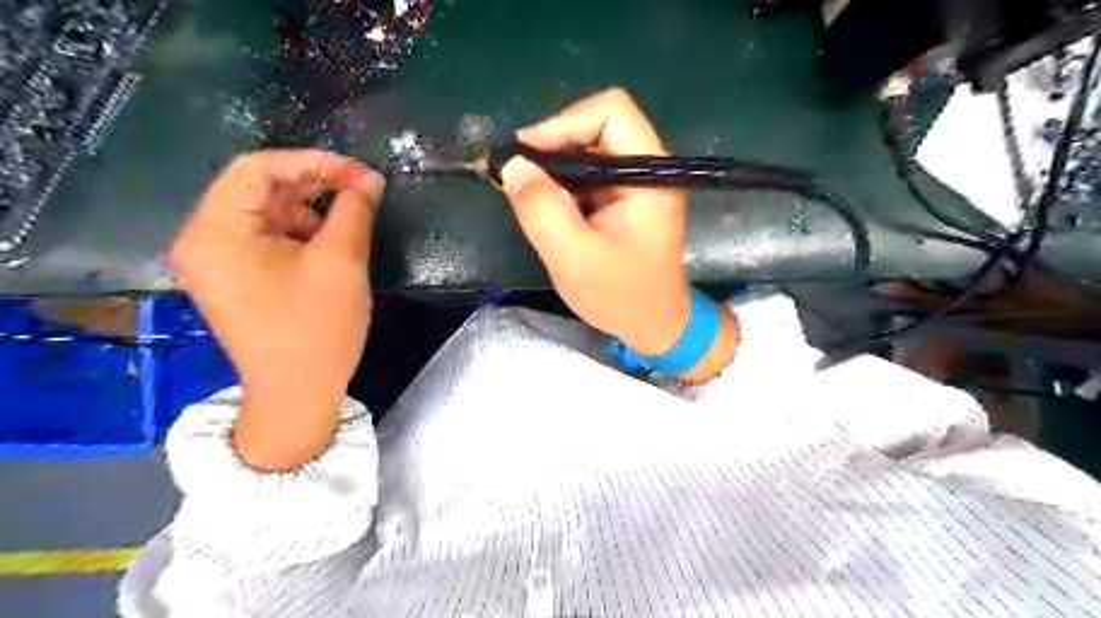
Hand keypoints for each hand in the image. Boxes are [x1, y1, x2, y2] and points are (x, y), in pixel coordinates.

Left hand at [167, 146, 383, 466]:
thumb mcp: (342, 263)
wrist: (297, 395)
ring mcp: (216, 260)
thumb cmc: (316, 329)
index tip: (362, 175)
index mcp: (216, 230)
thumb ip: (354, 210)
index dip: (314, 162)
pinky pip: (266, 237)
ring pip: (266, 212)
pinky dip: (300, 232)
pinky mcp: (235, 277)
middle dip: (314, 184)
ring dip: (310, 208)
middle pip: (259, 188)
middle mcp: (204, 239)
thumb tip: (368, 180)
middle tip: (363, 191)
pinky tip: (329, 245)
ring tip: (349, 222)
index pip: (259, 168)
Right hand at [502, 88, 734, 380]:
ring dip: (558, 169)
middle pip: (598, 125)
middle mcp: (649, 168)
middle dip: (555, 148)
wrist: (654, 324)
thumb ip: (542, 210)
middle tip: (523, 179)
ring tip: (534, 199)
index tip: (528, 157)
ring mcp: (639, 182)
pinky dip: (566, 185)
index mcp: (649, 175)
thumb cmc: (620, 296)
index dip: (564, 124)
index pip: (611, 112)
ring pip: (591, 149)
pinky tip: (553, 211)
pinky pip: (591, 173)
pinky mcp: (627, 197)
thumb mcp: (573, 257)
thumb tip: (513, 165)